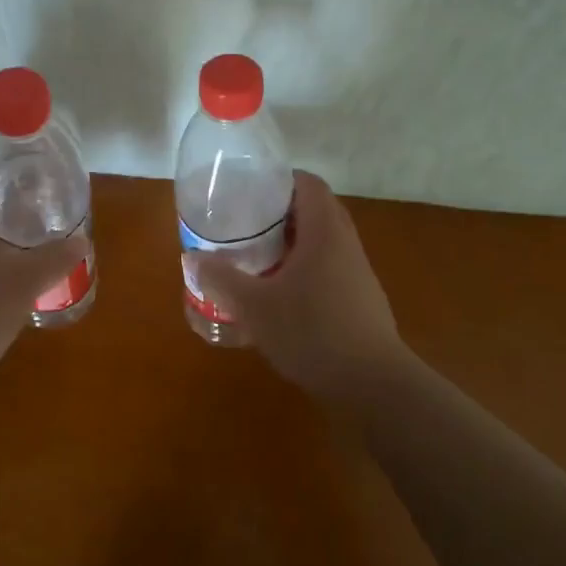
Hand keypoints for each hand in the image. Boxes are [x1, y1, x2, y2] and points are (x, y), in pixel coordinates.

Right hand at [193, 171, 408, 399]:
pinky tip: (281, 295)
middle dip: (280, 213)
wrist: (373, 385)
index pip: (308, 184)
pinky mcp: (361, 299)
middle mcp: (345, 244)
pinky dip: (305, 269)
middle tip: (246, 224)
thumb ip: (222, 279)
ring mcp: (357, 272)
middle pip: (315, 210)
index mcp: (324, 232)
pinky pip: (329, 268)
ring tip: (257, 257)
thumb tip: (192, 258)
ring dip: (293, 243)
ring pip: (322, 242)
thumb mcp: (254, 307)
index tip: (249, 191)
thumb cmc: (312, 332)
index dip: (279, 180)